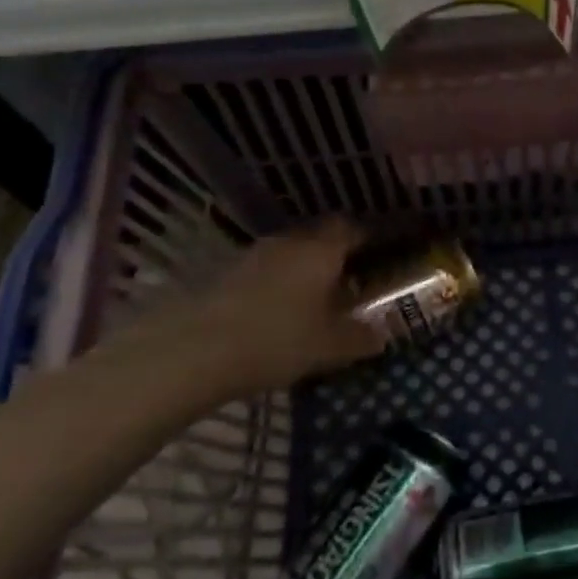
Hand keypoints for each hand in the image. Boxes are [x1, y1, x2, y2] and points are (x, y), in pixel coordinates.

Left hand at [92, 219, 384, 410]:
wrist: (192, 350)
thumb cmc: (276, 339)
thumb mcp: (330, 346)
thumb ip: (361, 337)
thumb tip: (382, 334)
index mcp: (321, 249)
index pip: (354, 227)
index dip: (372, 236)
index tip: (385, 250)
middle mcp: (289, 242)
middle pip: (321, 238)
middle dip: (338, 255)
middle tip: (354, 279)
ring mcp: (252, 255)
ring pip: (291, 255)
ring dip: (305, 271)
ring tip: (317, 300)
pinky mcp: (224, 274)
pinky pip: (265, 272)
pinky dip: (278, 286)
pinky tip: (279, 314)